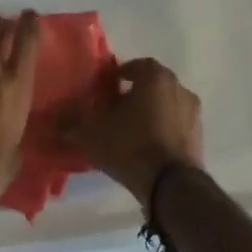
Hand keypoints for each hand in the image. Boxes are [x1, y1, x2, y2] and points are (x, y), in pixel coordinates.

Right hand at [58, 58, 202, 207]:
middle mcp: (178, 87)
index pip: (135, 66)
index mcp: (155, 76)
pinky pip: (176, 124)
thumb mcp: (93, 134)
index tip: (105, 90)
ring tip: (130, 130)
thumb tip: (51, 123)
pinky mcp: (199, 135)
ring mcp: (193, 112)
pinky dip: (163, 129)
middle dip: (134, 93)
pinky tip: (147, 146)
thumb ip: (71, 125)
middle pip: (152, 84)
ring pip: (166, 103)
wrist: (171, 186)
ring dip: (150, 111)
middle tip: (115, 109)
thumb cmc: (131, 146)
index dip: (118, 76)